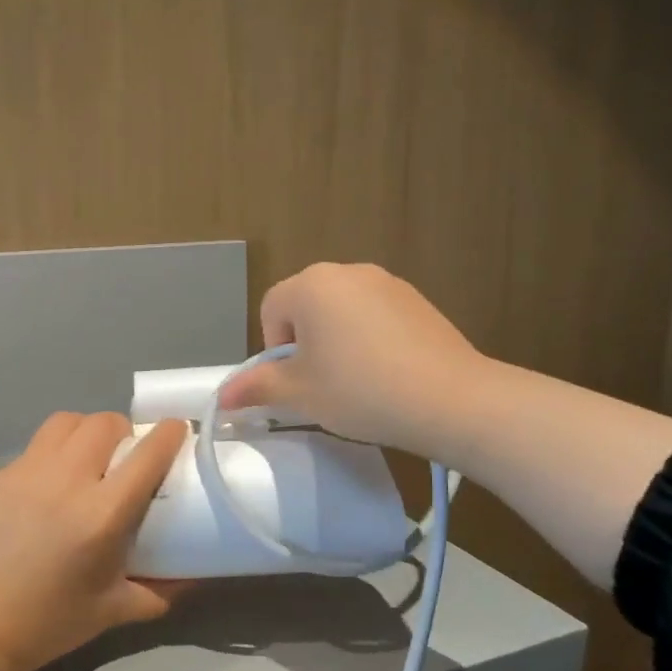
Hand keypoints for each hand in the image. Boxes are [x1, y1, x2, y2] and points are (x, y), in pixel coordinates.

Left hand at [0, 413, 189, 670]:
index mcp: (101, 515)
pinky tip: (38, 495)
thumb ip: (161, 591)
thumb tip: (194, 575)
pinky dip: (44, 462)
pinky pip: (28, 453)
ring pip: (63, 424)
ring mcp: (21, 475)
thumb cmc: (47, 626)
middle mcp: (64, 482)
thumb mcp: (113, 612)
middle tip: (123, 455)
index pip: (147, 453)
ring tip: (83, 459)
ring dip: (84, 432)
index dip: (168, 433)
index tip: (176, 430)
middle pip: (104, 423)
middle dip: (123, 430)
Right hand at [217, 262, 490, 463]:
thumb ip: (257, 387)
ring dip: (338, 341)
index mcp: (311, 284)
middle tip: (323, 384)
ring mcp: (388, 283)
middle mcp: (348, 271)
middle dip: (306, 343)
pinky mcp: (418, 300)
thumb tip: (222, 396)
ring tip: (357, 382)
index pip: (271, 310)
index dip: (275, 349)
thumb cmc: (359, 391)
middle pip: (307, 306)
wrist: (449, 399)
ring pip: (343, 311)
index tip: (297, 382)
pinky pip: (376, 316)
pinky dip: (371, 339)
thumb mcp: (300, 394)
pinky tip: (388, 374)